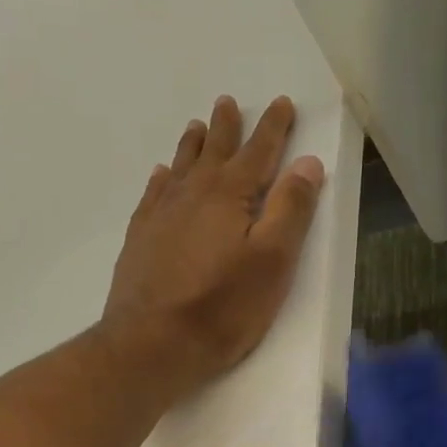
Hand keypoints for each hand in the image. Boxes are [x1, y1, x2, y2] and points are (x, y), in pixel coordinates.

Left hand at [102, 94, 325, 397]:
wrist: (151, 343)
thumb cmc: (222, 307)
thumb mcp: (273, 261)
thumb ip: (291, 209)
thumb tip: (307, 163)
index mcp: (230, 196)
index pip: (258, 152)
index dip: (273, 128)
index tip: (281, 103)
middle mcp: (192, 195)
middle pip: (214, 151)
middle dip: (227, 127)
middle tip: (228, 102)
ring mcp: (161, 215)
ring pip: (181, 168)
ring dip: (193, 146)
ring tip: (197, 126)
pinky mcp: (140, 239)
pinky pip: (153, 194)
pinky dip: (162, 178)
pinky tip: (161, 175)